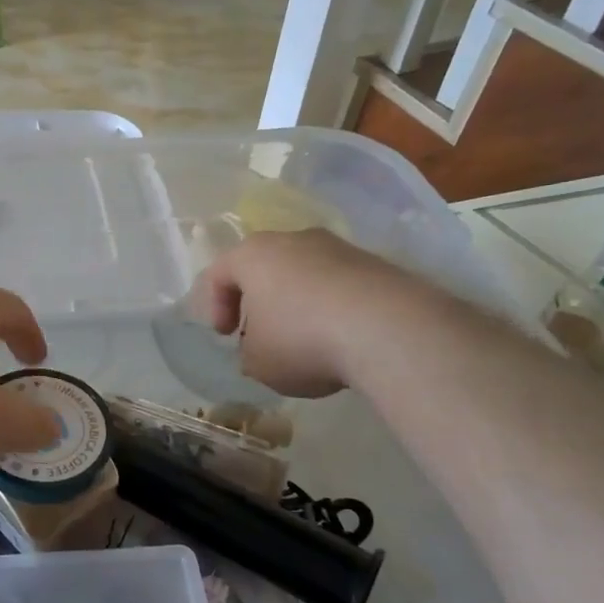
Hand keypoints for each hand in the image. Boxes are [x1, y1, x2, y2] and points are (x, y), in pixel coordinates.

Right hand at [191, 230, 389, 396]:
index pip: (219, 273)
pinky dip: (334, 307)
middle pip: (264, 266)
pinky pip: (340, 285)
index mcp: (253, 255)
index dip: (214, 306)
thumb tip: (261, 347)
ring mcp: (339, 247)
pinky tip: (342, 338)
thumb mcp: (258, 362)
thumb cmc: (302, 340)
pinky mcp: (376, 263)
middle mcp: (293, 240)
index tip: (226, 337)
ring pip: (305, 273)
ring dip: (299, 303)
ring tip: (308, 340)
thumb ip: (249, 352)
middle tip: (262, 334)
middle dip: (259, 300)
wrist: (389, 329)